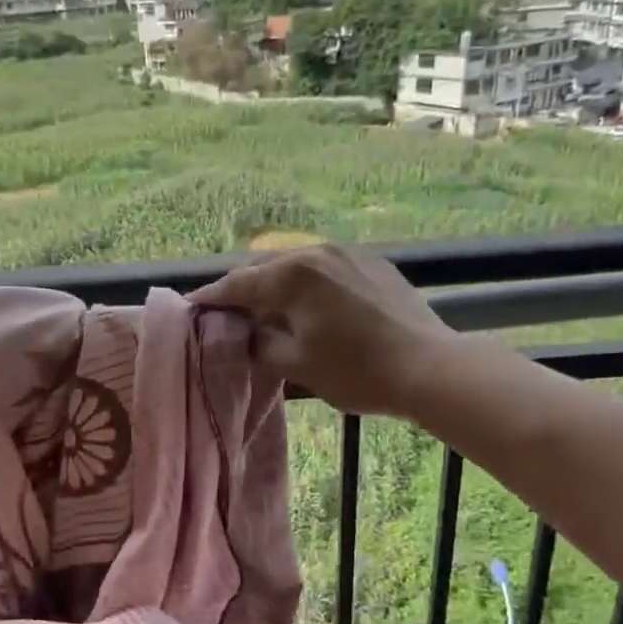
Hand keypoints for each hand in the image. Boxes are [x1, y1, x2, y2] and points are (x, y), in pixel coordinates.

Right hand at [189, 243, 458, 417]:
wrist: (430, 367)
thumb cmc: (357, 371)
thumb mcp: (297, 364)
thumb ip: (260, 343)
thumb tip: (244, 331)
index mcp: (293, 275)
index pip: (238, 284)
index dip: (212, 297)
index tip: (192, 306)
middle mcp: (317, 253)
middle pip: (266, 268)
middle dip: (243, 289)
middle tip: (227, 311)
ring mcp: (349, 254)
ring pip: (297, 265)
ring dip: (276, 284)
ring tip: (267, 307)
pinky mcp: (373, 263)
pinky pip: (326, 268)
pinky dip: (307, 284)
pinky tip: (310, 304)